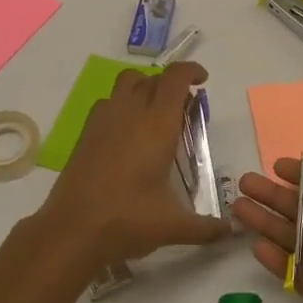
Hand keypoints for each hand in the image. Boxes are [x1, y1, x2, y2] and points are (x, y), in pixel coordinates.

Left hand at [39, 62, 231, 270]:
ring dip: (145, 87)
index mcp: (157, 125)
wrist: (71, 231)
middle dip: (172, 84)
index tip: (202, 81)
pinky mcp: (86, 132)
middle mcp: (131, 113)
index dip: (191, 71)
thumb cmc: (127, 221)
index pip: (175, 78)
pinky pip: (108, 102)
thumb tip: (230, 231)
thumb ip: (205, 228)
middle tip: (184, 109)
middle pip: (153, 77)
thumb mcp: (172, 226)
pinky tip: (127, 134)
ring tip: (155, 114)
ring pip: (127, 82)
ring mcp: (104, 119)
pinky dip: (123, 104)